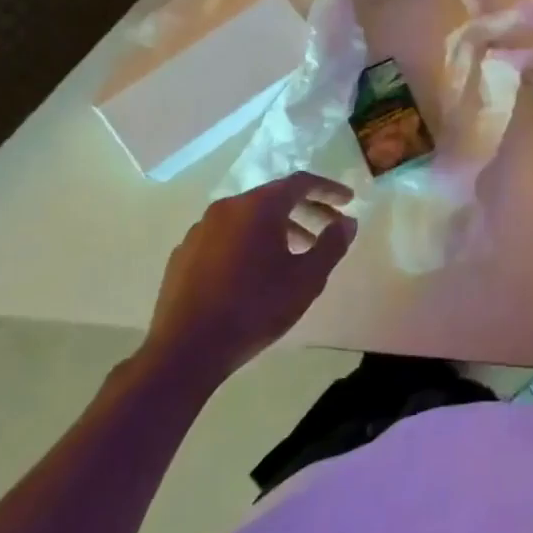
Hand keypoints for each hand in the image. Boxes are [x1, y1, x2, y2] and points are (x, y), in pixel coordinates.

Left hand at [140, 172, 357, 391]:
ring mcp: (201, 229)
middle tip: (329, 227)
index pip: (301, 182)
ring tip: (298, 251)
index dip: (328, 189)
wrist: (185, 349)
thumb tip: (347, 222)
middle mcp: (227, 208)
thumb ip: (332, 244)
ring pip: (249, 217)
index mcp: (258, 206)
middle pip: (274, 197)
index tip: (348, 200)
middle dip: (306, 209)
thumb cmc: (255, 308)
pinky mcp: (184, 252)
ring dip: (279, 227)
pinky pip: (226, 235)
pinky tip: (257, 270)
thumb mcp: (307, 279)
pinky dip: (250, 241)